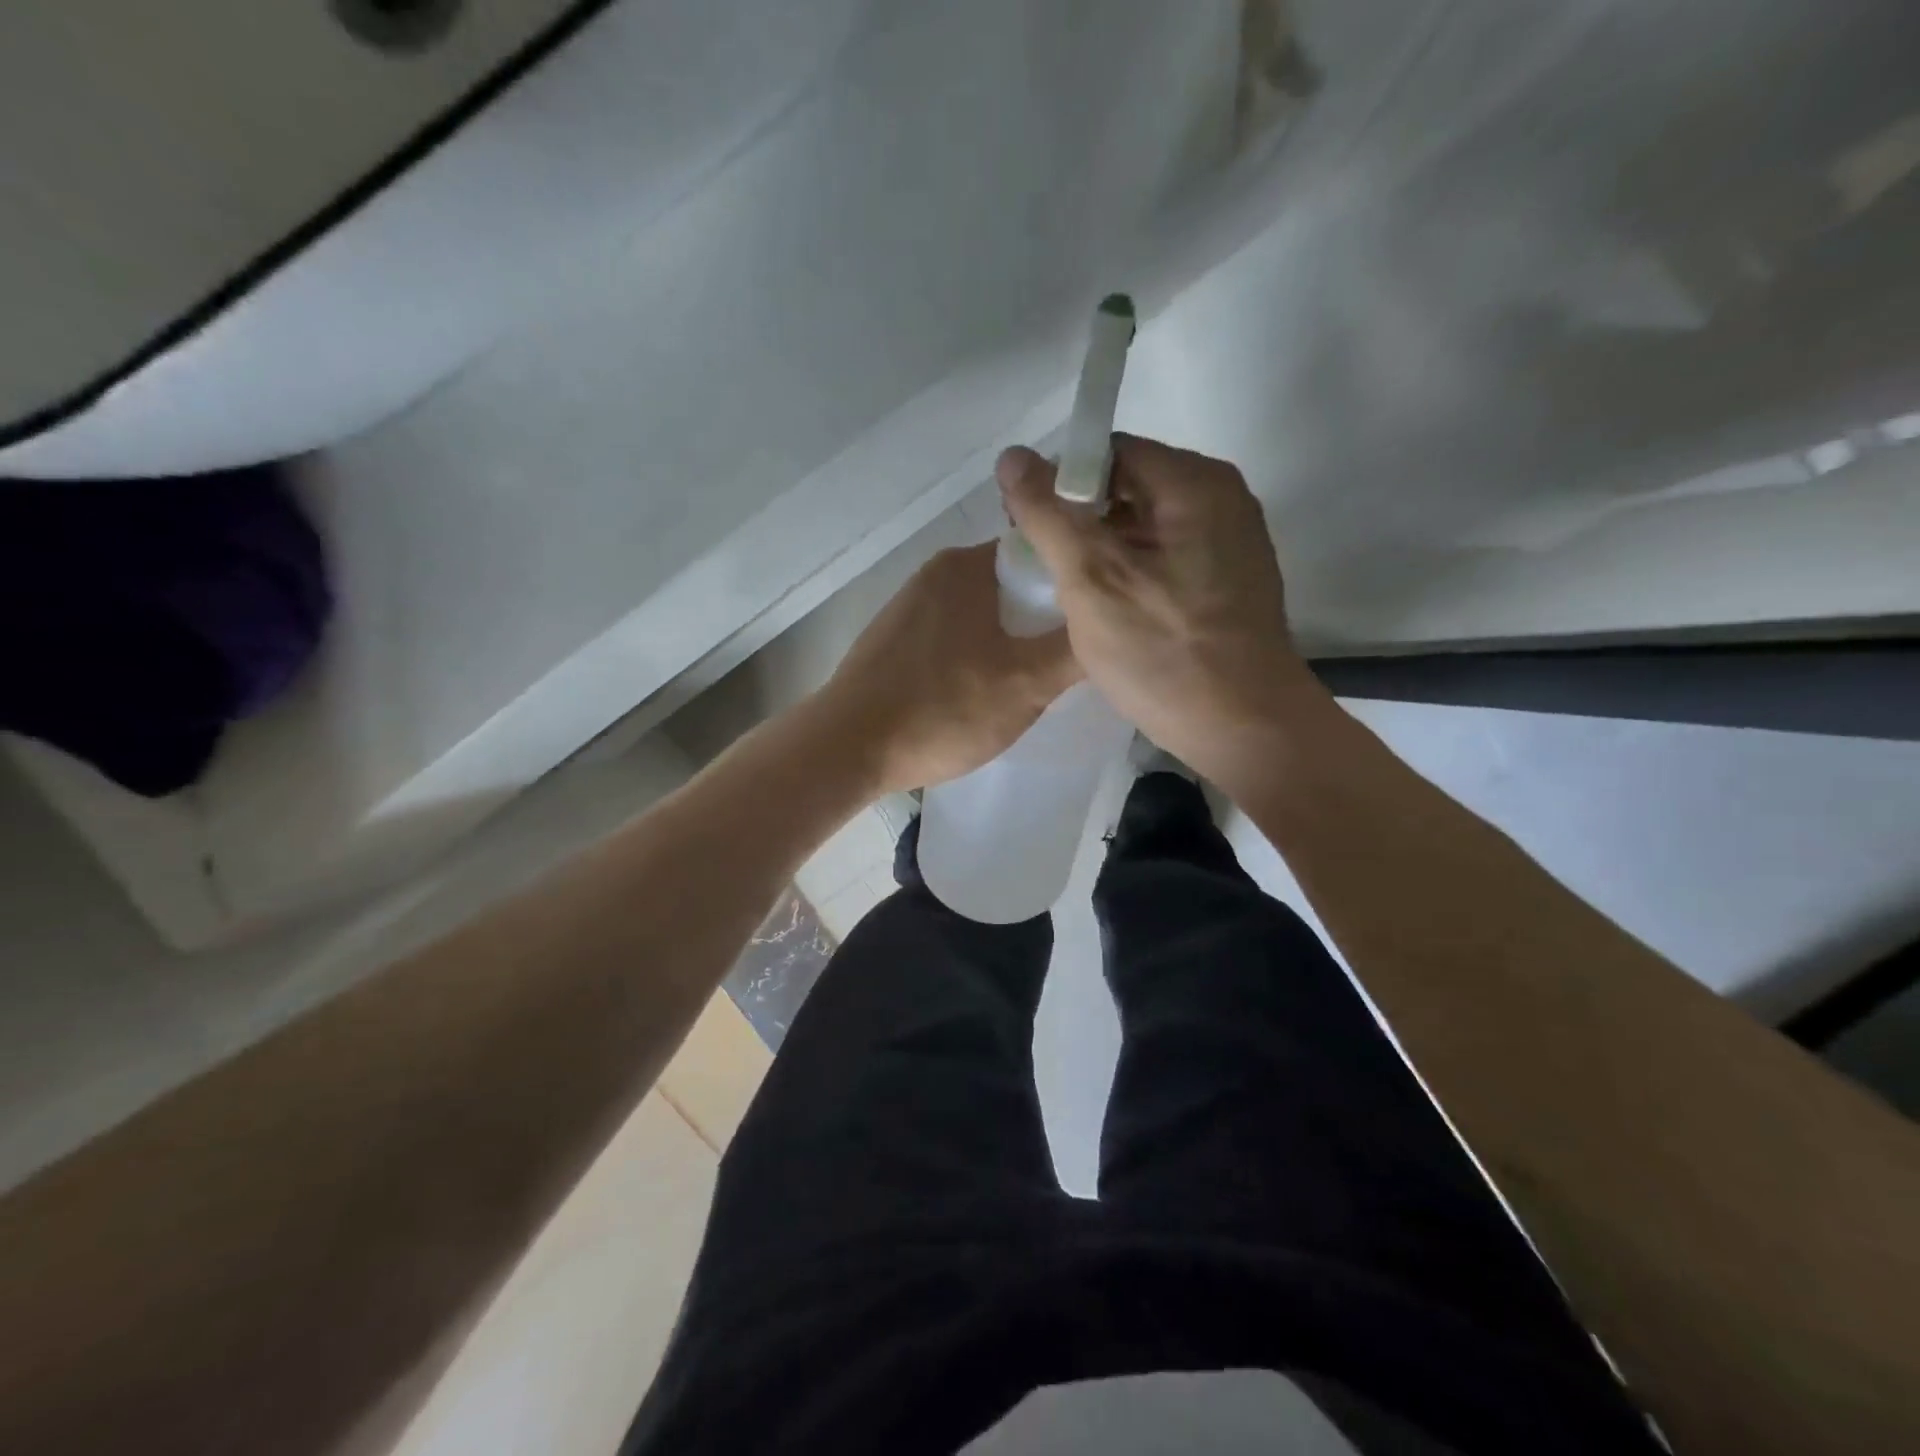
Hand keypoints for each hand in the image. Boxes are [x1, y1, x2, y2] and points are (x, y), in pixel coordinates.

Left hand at [816, 542, 1079, 795]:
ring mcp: (909, 607)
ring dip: (1009, 644)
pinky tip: (979, 695)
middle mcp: (936, 574)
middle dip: (1042, 622)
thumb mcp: (1027, 683)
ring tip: (1028, 685)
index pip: (1042, 555)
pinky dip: (974, 658)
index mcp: (967, 565)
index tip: (1094, 625)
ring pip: (982, 616)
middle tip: (1065, 664)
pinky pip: (952, 638)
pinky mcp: (893, 641)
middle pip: (1013, 587)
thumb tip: (1110, 622)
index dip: (1074, 588)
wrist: (847, 748)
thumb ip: (1075, 650)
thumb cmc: (943, 708)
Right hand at [998, 434, 1318, 788]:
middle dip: (1078, 519)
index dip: (1059, 481)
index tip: (1028, 526)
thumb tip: (1011, 456)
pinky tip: (1107, 609)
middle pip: (1128, 485)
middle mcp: (1220, 499)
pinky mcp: (1226, 581)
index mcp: (1194, 483)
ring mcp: (1228, 542)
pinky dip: (1129, 572)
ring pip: (1143, 526)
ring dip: (1101, 549)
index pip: (1109, 451)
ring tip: (1069, 592)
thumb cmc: (1163, 652)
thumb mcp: (1092, 579)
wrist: (1243, 729)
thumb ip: (1048, 514)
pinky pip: (1164, 557)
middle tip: (1043, 564)